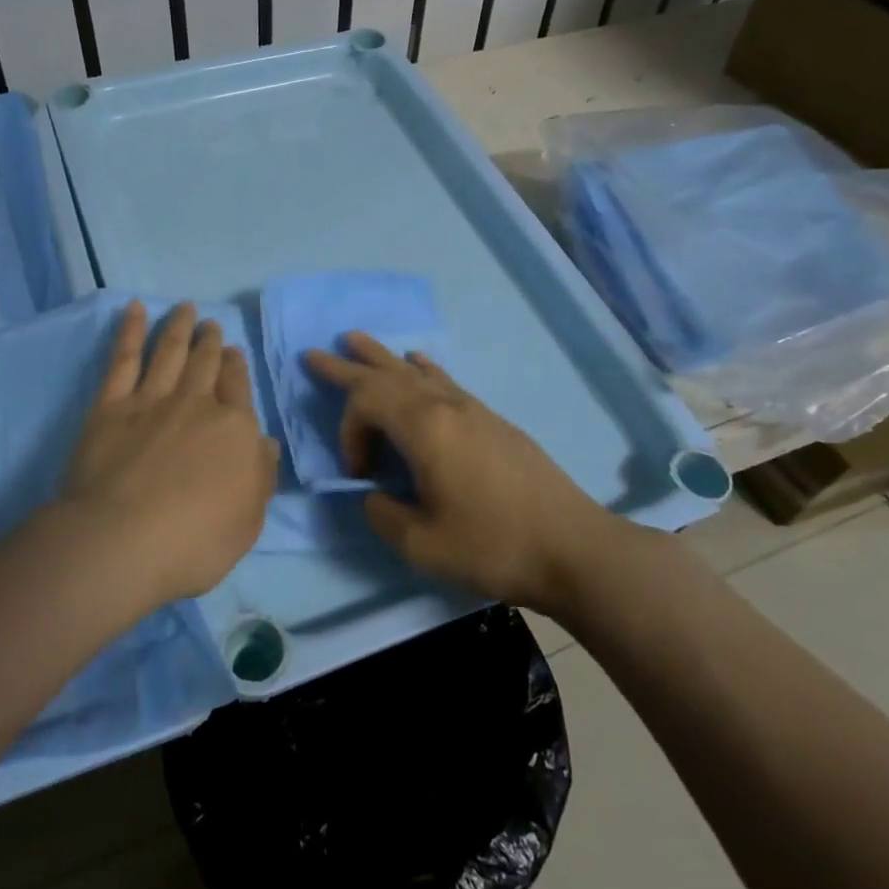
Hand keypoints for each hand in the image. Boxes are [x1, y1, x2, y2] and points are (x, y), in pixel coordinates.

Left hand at [58, 301, 278, 604]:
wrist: (122, 542)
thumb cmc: (194, 542)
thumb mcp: (248, 520)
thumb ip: (260, 476)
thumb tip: (266, 443)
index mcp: (234, 430)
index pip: (239, 389)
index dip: (236, 368)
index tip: (233, 352)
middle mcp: (197, 405)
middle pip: (207, 364)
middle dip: (211, 342)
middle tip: (211, 325)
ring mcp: (152, 400)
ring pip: (171, 352)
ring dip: (180, 327)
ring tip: (186, 308)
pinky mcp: (111, 406)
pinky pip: (124, 358)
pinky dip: (131, 331)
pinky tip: (135, 309)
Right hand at [305, 333, 618, 611]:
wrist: (573, 549)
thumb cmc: (493, 546)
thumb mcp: (422, 544)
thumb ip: (383, 514)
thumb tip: (375, 494)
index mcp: (425, 429)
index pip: (366, 404)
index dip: (348, 433)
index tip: (360, 475)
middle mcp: (446, 406)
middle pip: (386, 374)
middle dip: (347, 365)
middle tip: (315, 352)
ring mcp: (473, 409)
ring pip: (416, 371)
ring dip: (382, 357)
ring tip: (357, 340)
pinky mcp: (492, 420)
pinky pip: (445, 381)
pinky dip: (423, 369)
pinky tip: (419, 362)